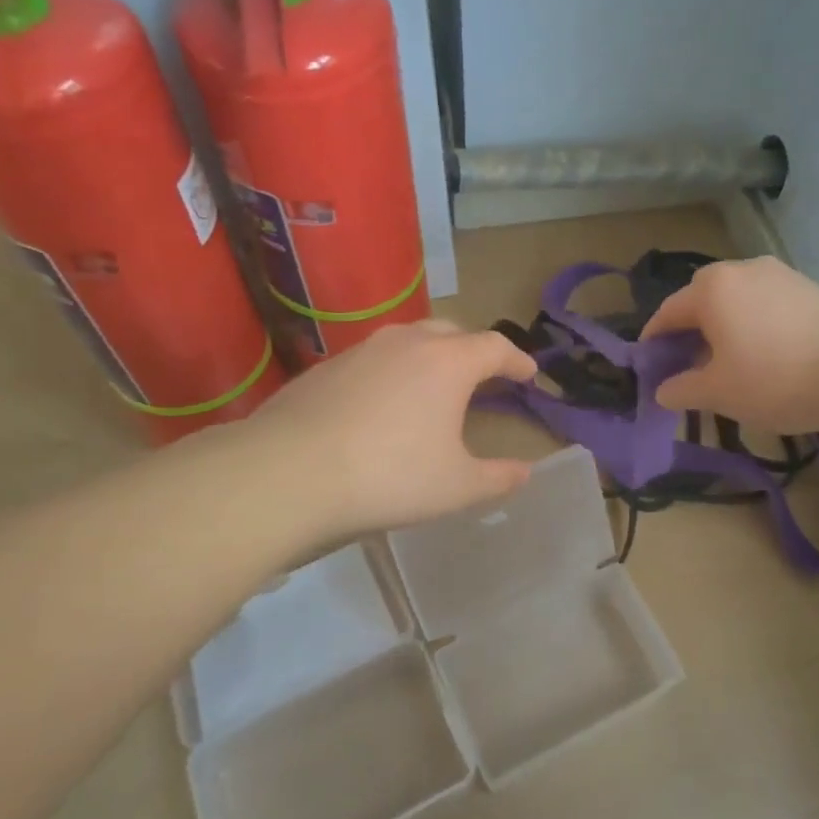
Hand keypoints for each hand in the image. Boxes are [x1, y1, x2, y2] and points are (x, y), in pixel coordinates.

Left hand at [192, 319, 537, 540]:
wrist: (289, 473)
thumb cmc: (389, 476)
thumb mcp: (456, 486)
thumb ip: (498, 478)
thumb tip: (526, 472)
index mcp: (448, 362)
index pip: (495, 347)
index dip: (518, 360)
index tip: (529, 375)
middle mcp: (407, 342)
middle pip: (452, 332)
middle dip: (474, 351)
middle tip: (484, 377)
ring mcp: (362, 350)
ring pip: (409, 340)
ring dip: (431, 357)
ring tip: (434, 386)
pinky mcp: (326, 367)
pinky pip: (373, 360)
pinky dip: (392, 372)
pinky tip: (383, 404)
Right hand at [641, 257, 818, 432]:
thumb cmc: (775, 379)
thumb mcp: (718, 393)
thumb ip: (682, 389)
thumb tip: (662, 390)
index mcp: (712, 289)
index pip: (668, 312)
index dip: (654, 339)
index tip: (649, 362)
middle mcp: (741, 270)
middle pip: (701, 298)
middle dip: (688, 329)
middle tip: (686, 362)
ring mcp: (779, 274)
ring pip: (735, 299)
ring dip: (722, 325)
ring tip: (725, 359)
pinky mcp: (808, 287)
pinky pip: (764, 302)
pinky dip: (751, 322)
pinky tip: (761, 351)